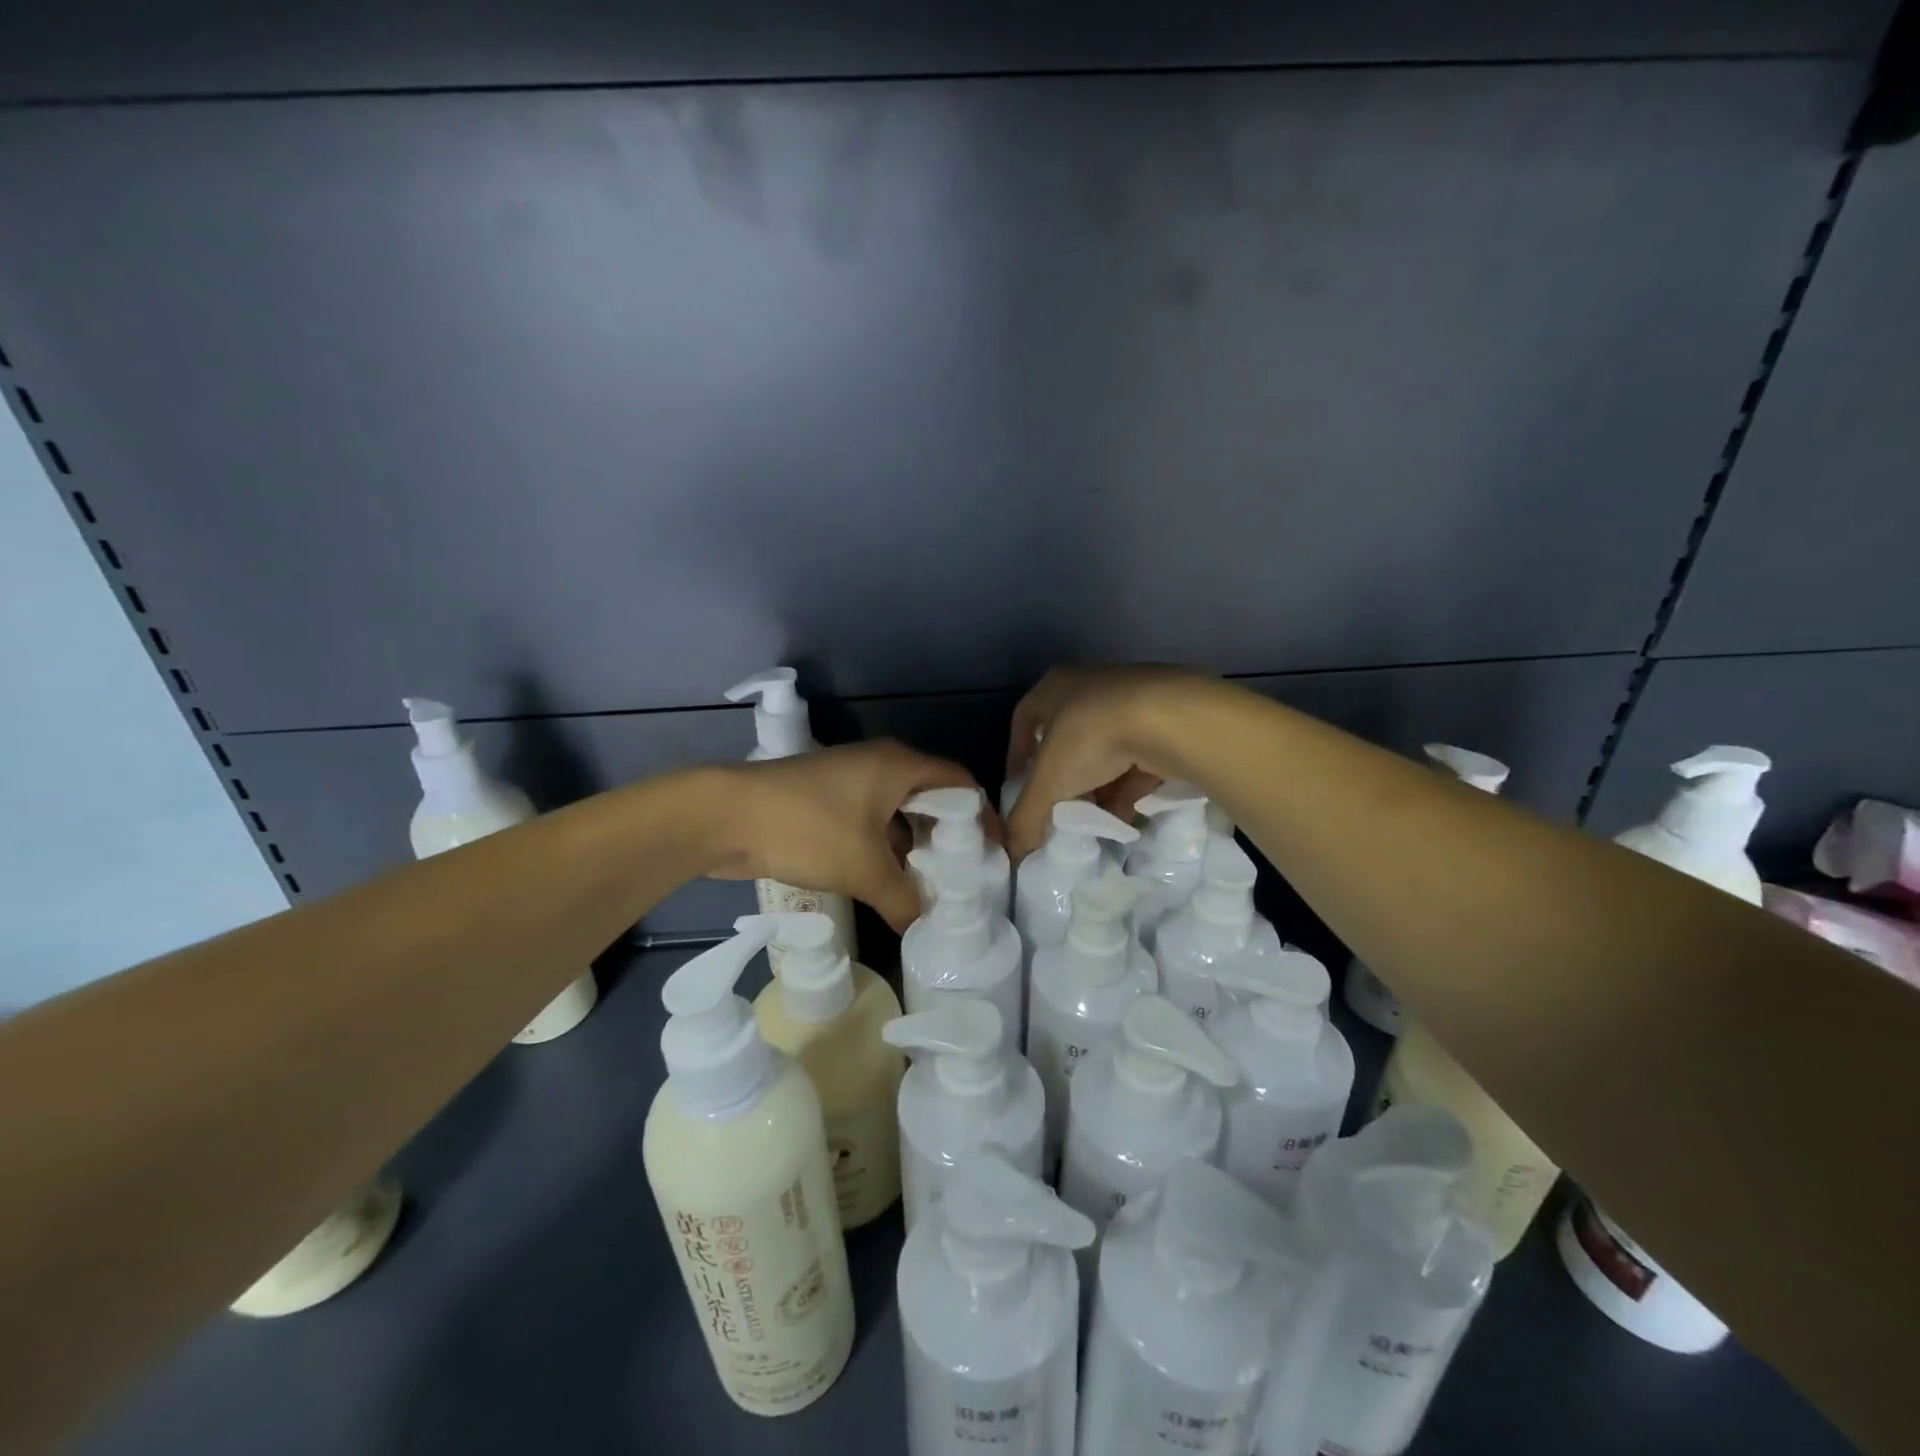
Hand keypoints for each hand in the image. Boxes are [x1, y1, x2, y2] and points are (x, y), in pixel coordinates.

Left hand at [707, 741, 977, 931]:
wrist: (725, 816)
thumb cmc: (807, 828)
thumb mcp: (863, 869)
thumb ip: (902, 899)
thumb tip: (921, 927)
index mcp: (899, 765)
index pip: (959, 783)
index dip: (981, 816)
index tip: (993, 854)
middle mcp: (880, 766)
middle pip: (930, 798)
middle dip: (946, 837)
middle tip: (962, 877)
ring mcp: (850, 781)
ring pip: (897, 813)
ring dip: (912, 847)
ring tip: (928, 888)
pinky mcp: (826, 801)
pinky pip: (870, 822)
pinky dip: (883, 848)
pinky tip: (887, 883)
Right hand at [1005, 664, 1216, 860]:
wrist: (1170, 719)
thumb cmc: (1091, 737)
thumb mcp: (1048, 782)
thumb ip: (1026, 818)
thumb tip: (1013, 854)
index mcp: (1054, 687)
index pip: (1024, 719)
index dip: (1018, 754)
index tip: (1019, 785)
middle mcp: (1090, 686)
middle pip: (1066, 738)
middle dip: (1062, 777)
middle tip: (1059, 807)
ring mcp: (1130, 700)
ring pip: (1104, 749)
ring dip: (1097, 785)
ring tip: (1094, 818)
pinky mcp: (1164, 719)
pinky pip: (1137, 757)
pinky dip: (1128, 786)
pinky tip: (1125, 816)